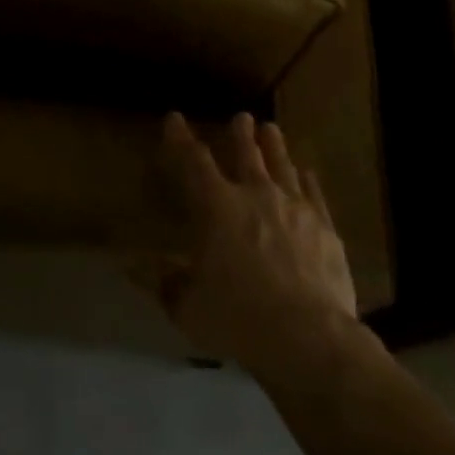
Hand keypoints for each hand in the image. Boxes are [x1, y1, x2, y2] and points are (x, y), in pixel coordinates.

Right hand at [136, 112, 357, 376]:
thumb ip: (162, 281)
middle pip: (247, 155)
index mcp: (217, 208)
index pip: (193, 162)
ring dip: (275, 147)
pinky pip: (314, 194)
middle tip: (241, 117)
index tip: (174, 119)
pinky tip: (307, 172)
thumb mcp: (187, 306)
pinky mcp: (324, 227)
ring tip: (271, 129)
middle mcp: (256, 195)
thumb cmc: (237, 318)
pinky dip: (308, 181)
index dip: (181, 139)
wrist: (307, 336)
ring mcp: (294, 208)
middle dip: (241, 134)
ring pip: (282, 166)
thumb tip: (130, 265)